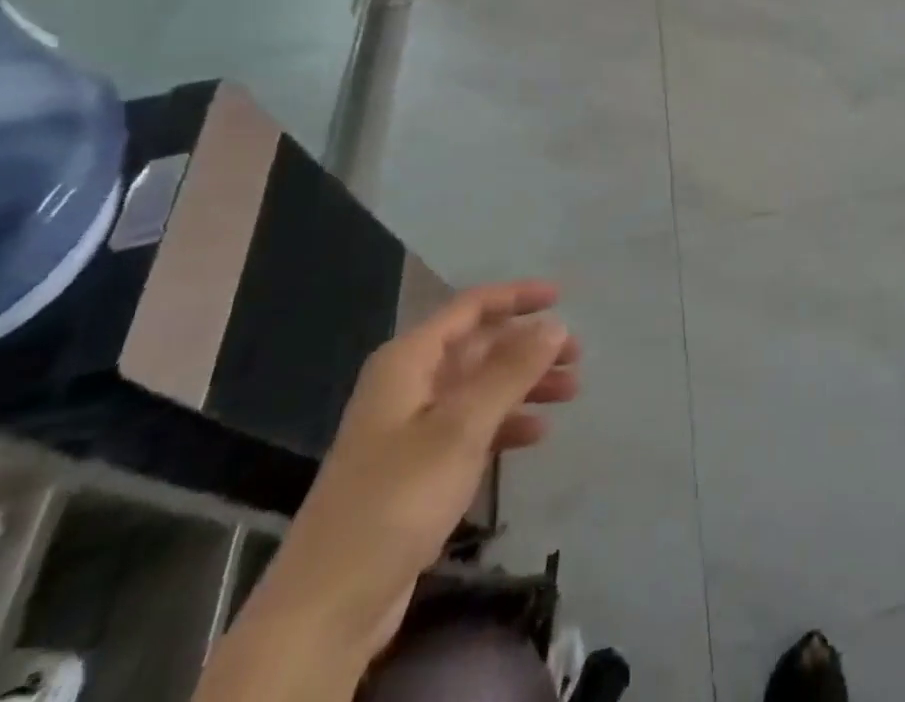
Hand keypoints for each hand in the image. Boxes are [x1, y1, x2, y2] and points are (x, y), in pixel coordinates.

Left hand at [244, 281, 580, 657]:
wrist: (328, 607)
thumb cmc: (396, 499)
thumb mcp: (461, 427)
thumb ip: (511, 371)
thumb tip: (555, 324)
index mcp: (408, 361)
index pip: (470, 308)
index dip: (516, 297)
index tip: (561, 298)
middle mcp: (409, 384)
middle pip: (479, 347)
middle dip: (528, 347)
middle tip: (577, 355)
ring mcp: (412, 428)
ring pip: (480, 387)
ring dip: (525, 385)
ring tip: (570, 392)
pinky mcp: (418, 469)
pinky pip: (472, 427)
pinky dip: (505, 424)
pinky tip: (536, 434)